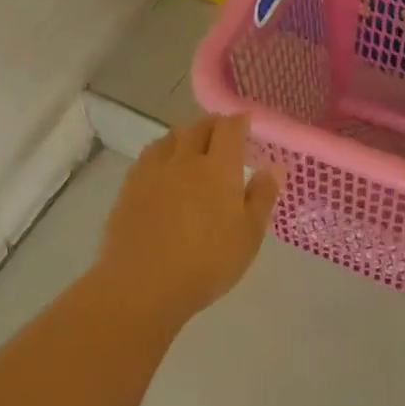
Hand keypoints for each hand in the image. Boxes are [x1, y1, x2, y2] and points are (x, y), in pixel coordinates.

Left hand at [96, 115, 281, 325]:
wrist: (143, 284)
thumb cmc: (207, 263)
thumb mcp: (248, 235)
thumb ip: (262, 197)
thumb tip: (274, 167)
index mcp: (218, 169)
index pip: (229, 129)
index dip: (239, 121)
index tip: (246, 121)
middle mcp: (185, 160)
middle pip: (198, 127)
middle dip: (213, 125)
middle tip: (222, 133)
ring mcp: (153, 172)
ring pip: (170, 138)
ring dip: (185, 136)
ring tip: (192, 147)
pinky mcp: (130, 187)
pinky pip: (149, 156)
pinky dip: (162, 152)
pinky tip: (163, 168)